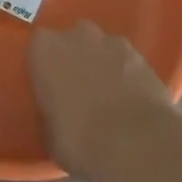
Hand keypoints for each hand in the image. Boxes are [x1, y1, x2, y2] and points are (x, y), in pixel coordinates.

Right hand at [27, 21, 175, 181]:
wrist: (135, 145)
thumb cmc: (77, 139)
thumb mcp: (48, 130)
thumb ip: (49, 108)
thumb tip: (56, 110)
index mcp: (44, 49)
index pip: (37, 48)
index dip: (44, 67)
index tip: (49, 88)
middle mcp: (76, 36)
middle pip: (72, 41)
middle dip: (75, 59)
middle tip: (77, 90)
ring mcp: (113, 44)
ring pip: (102, 49)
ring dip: (102, 65)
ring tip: (108, 97)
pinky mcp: (143, 58)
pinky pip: (128, 64)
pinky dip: (127, 76)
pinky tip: (130, 101)